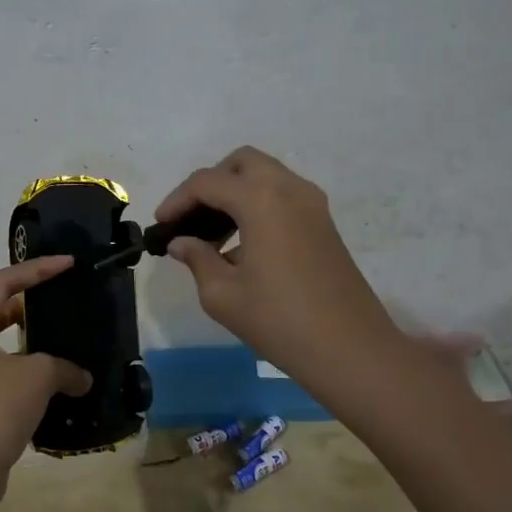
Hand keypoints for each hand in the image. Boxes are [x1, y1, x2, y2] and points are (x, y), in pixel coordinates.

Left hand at [0, 256, 92, 502]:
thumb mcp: (37, 376)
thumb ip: (64, 367)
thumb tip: (82, 378)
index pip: (3, 282)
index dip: (37, 269)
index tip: (68, 263)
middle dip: (31, 299)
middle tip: (63, 295)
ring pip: (1, 341)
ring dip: (31, 337)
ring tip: (63, 333)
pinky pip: (5, 369)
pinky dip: (29, 367)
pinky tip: (57, 376)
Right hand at [155, 146, 398, 376]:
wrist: (350, 349)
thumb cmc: (279, 321)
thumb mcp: (223, 294)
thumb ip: (197, 259)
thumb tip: (182, 243)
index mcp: (261, 199)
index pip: (207, 182)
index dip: (177, 199)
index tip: (161, 224)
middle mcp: (289, 188)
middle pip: (241, 163)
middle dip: (210, 183)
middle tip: (191, 217)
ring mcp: (312, 204)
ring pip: (265, 176)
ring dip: (235, 192)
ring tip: (213, 234)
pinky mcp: (324, 223)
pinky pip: (283, 195)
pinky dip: (258, 204)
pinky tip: (243, 244)